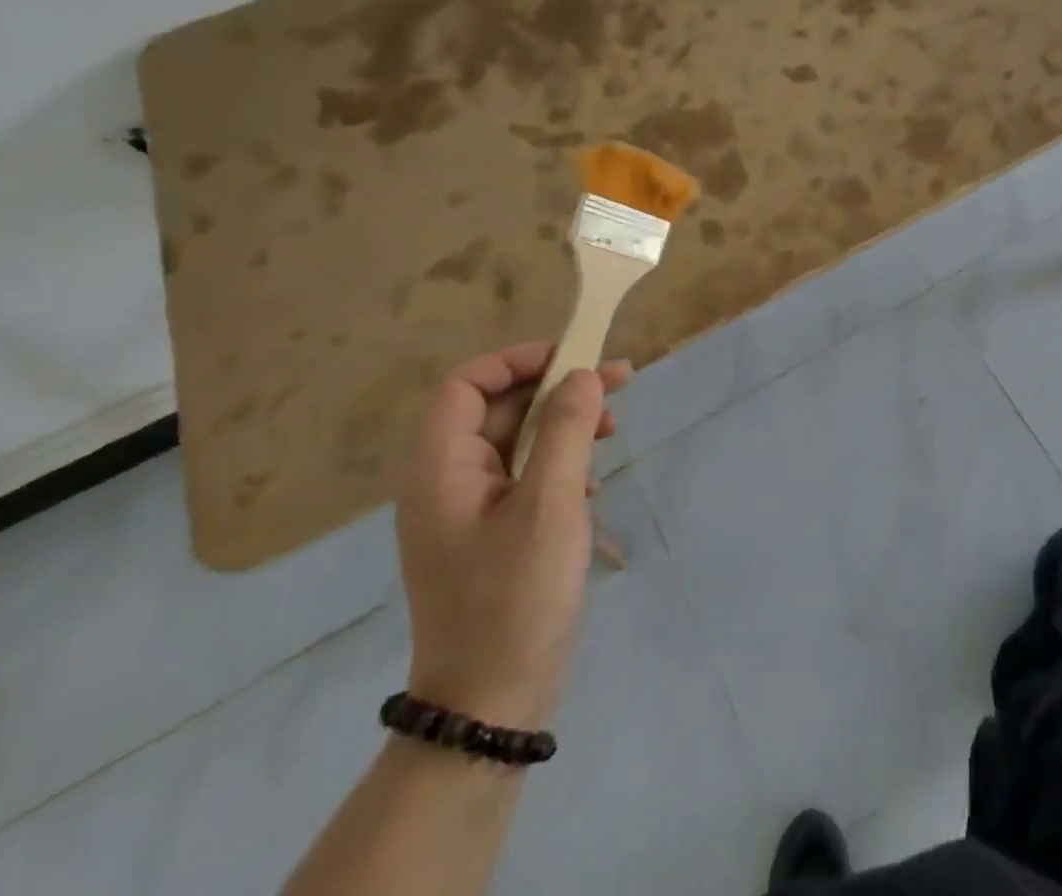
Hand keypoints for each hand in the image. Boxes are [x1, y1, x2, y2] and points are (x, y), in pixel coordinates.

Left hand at [395, 343, 631, 728]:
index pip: (468, 382)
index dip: (519, 360)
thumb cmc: (516, 594)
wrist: (492, 702)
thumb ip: (567, 428)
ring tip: (616, 428)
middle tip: (621, 382)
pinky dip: (561, 461)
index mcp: (441, 466)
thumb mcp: (550, 502)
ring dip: (567, 423)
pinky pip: (525, 474)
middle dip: (560, 388)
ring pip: (518, 438)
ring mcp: (467, 509)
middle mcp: (445, 479)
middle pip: (499, 406)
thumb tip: (583, 374)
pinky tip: (593, 482)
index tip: (575, 359)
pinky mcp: (490, 532)